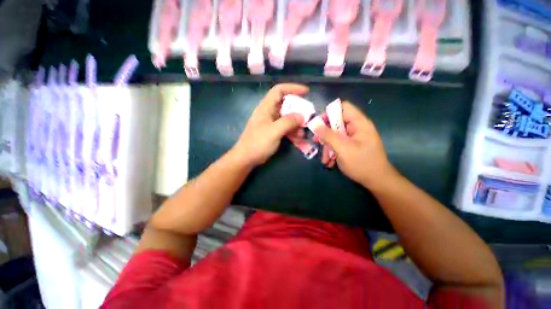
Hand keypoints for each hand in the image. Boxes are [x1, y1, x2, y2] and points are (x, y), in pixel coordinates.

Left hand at [232, 83, 308, 166]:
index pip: (279, 90)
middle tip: (308, 115)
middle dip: (298, 109)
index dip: (293, 88)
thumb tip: (302, 116)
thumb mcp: (274, 131)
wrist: (246, 158)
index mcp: (266, 107)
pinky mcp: (272, 132)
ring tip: (303, 131)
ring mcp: (270, 123)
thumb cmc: (258, 143)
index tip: (306, 92)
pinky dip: (292, 131)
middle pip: (285, 104)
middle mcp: (268, 113)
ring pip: (286, 117)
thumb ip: (288, 122)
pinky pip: (285, 127)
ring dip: (296, 123)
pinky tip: (298, 138)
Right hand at [316, 102, 396, 189]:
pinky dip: (333, 151)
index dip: (329, 113)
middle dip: (325, 134)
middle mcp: (357, 127)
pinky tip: (329, 162)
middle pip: (337, 122)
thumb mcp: (342, 148)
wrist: (377, 181)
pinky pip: (339, 143)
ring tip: (324, 159)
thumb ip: (328, 135)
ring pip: (336, 135)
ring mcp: (355, 137)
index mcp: (359, 123)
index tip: (319, 125)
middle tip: (317, 142)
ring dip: (328, 146)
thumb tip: (315, 124)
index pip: (342, 107)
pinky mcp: (353, 145)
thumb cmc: (361, 163)